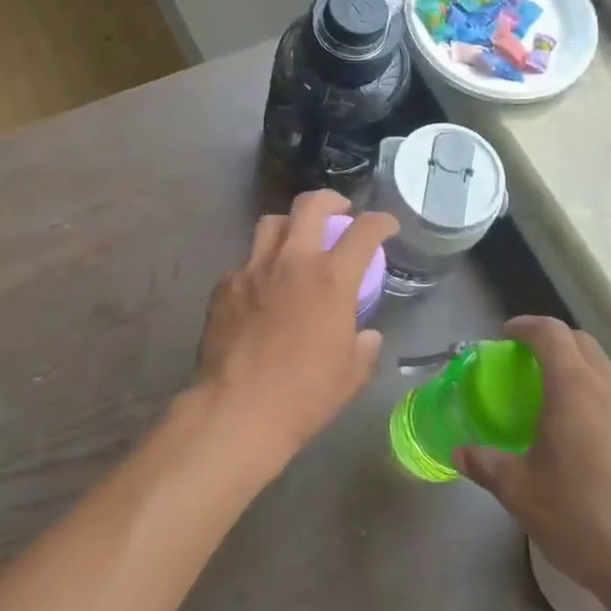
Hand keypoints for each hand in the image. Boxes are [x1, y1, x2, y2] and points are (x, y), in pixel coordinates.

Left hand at [189, 191, 396, 474]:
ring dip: (290, 225)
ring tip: (296, 241)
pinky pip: (246, 262)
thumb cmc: (304, 394)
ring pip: (271, 223)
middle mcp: (292, 261)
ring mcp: (252, 269)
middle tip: (338, 212)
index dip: (381, 222)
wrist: (238, 409)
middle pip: (310, 205)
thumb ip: (364, 346)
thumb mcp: (351, 373)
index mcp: (331, 278)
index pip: (365, 231)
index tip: (386, 226)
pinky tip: (262, 288)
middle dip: (330, 200)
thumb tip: (366, 335)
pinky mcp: (224, 285)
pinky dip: (260, 265)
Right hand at [455, 317, 610, 610]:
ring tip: (553, 402)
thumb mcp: (521, 493)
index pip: (551, 333)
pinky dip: (597, 400)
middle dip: (552, 342)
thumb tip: (459, 452)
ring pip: (606, 372)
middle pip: (582, 344)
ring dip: (578, 371)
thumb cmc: (584, 519)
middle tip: (526, 364)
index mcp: (575, 389)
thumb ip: (486, 465)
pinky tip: (586, 440)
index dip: (526, 326)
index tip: (506, 335)